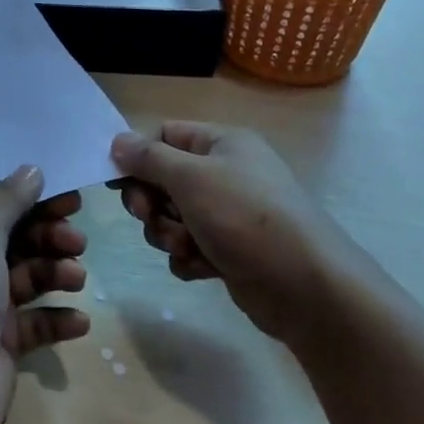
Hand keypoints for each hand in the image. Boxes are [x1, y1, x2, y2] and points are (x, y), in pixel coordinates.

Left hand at [0, 166, 89, 423]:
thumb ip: (4, 204)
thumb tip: (31, 168)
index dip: (30, 203)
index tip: (69, 198)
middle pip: (13, 244)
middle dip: (47, 239)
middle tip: (77, 239)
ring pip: (26, 281)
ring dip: (55, 274)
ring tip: (78, 278)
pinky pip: (34, 324)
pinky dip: (56, 319)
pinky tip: (79, 322)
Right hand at [111, 123, 366, 346]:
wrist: (306, 287)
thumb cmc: (246, 218)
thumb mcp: (191, 177)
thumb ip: (149, 158)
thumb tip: (117, 141)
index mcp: (222, 143)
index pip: (165, 136)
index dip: (138, 157)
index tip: (118, 183)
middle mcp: (225, 173)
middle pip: (163, 179)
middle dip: (152, 203)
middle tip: (151, 217)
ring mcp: (228, 215)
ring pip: (172, 218)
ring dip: (169, 234)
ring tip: (188, 247)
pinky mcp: (229, 251)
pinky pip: (189, 247)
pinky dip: (189, 258)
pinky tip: (204, 268)